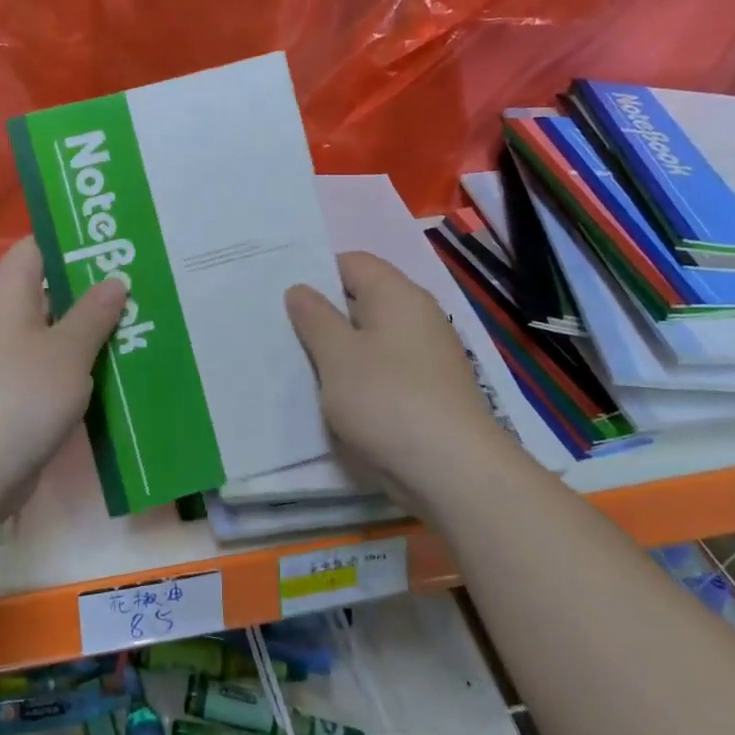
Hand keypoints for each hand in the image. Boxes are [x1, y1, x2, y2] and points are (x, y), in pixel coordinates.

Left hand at [0, 238, 127, 527]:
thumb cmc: (20, 396)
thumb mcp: (68, 350)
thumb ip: (94, 312)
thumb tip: (114, 280)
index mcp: (7, 291)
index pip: (38, 246)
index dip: (75, 240)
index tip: (118, 242)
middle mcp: (1, 316)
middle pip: (50, 287)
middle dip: (94, 287)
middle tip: (144, 283)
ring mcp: (4, 356)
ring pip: (54, 329)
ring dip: (91, 328)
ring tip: (142, 321)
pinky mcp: (12, 391)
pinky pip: (50, 363)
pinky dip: (79, 362)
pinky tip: (118, 367)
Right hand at [285, 251, 525, 509]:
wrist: (454, 472)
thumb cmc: (387, 400)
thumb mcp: (337, 355)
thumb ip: (314, 318)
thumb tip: (300, 290)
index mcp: (397, 294)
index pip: (351, 262)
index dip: (315, 273)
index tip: (282, 297)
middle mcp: (418, 316)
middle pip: (362, 299)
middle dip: (322, 314)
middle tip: (280, 330)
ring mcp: (427, 355)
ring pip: (371, 338)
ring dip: (338, 350)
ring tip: (300, 366)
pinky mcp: (430, 390)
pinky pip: (384, 369)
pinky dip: (358, 376)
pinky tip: (334, 398)